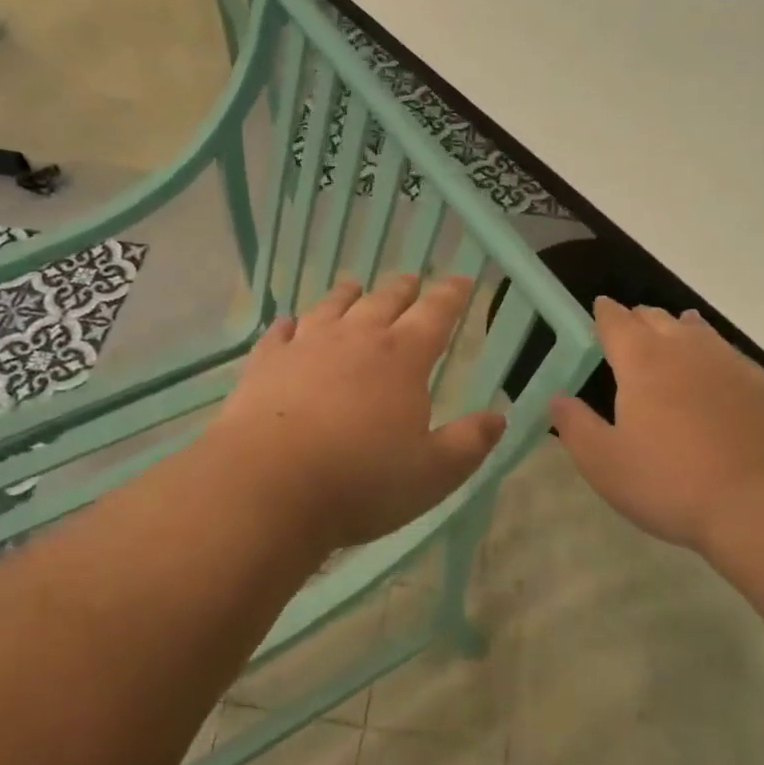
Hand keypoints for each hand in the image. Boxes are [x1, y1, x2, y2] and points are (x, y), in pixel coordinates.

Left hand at [208, 273, 505, 552]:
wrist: (267, 486)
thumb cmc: (361, 481)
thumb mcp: (433, 473)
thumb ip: (469, 442)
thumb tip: (498, 416)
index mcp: (402, 359)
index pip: (435, 315)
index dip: (451, 295)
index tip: (461, 279)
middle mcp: (356, 339)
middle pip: (384, 301)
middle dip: (403, 288)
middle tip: (411, 278)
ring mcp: (305, 347)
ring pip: (331, 307)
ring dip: (346, 294)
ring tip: (353, 284)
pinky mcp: (265, 364)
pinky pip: (279, 333)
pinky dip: (289, 325)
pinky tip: (288, 324)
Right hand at [549, 300, 763, 556]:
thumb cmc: (671, 482)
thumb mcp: (604, 463)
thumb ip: (575, 426)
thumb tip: (556, 398)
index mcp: (642, 360)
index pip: (616, 321)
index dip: (604, 313)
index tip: (598, 309)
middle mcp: (685, 349)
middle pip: (657, 318)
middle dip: (638, 319)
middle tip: (627, 330)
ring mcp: (729, 364)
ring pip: (698, 330)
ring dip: (678, 328)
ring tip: (672, 332)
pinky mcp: (762, 386)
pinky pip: (729, 354)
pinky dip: (712, 353)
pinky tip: (716, 371)